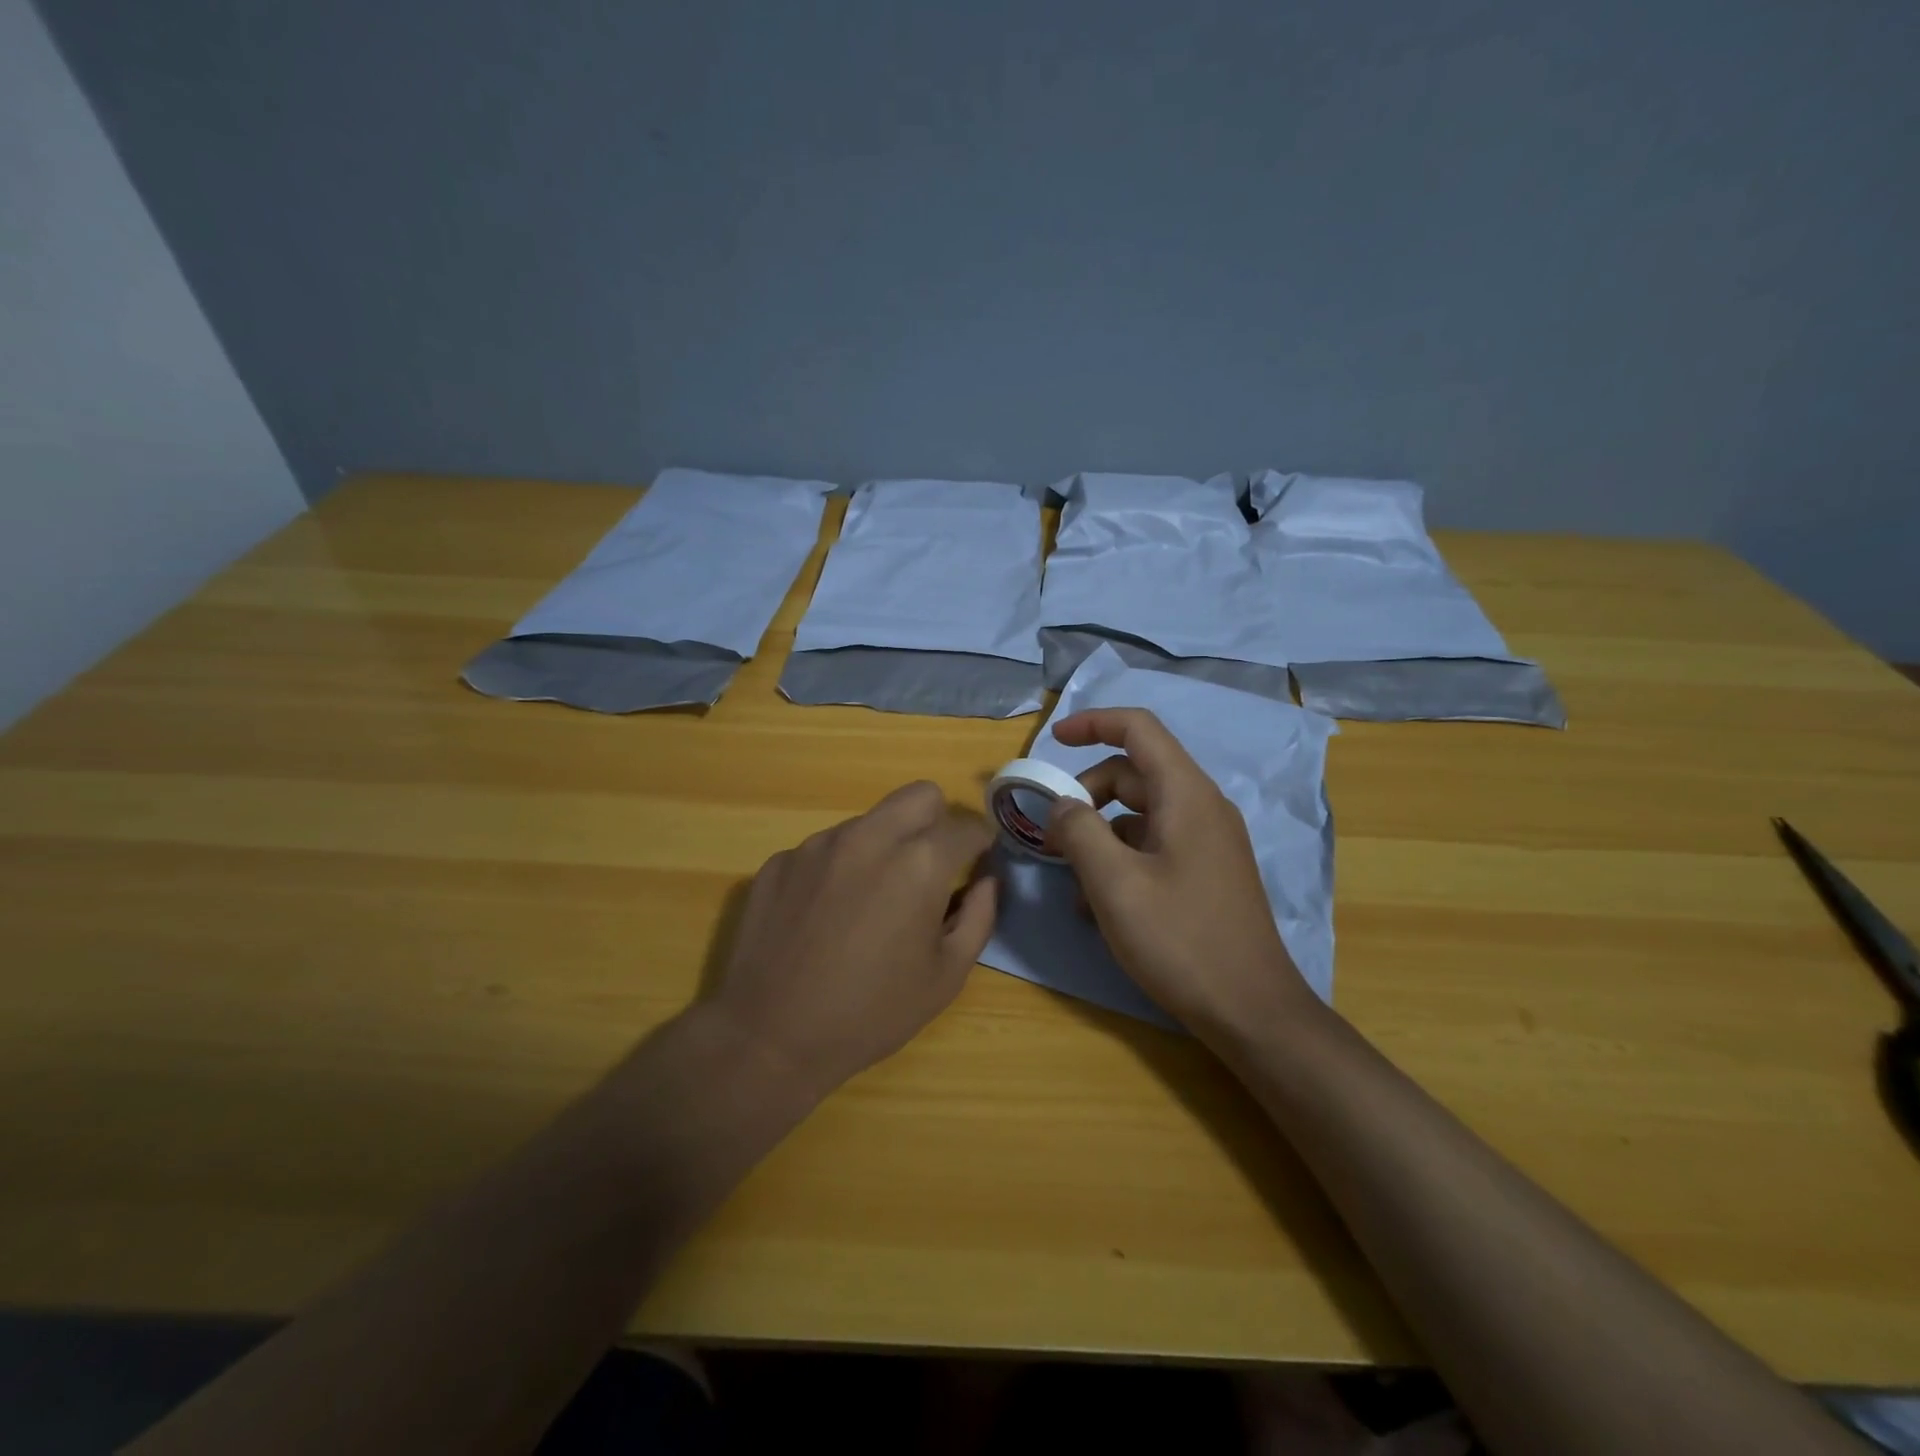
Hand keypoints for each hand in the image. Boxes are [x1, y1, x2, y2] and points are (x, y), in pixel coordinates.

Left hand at [710, 781, 996, 1094]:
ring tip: (871, 902)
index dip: (981, 845)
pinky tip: (825, 916)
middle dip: (937, 821)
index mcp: (919, 863)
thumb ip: (979, 916)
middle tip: (931, 868)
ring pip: (870, 821)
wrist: (769, 1037)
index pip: (966, 827)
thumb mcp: (946, 976)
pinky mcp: (780, 860)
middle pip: (919, 795)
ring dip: (885, 845)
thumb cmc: (871, 1013)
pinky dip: (840, 868)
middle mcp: (869, 837)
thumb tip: (986, 880)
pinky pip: (826, 848)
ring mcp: (818, 844)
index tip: (977, 865)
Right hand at [1044, 708, 1311, 1040]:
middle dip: (1087, 794)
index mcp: (1186, 795)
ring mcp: (1207, 842)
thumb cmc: (1181, 940)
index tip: (1053, 741)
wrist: (1251, 1011)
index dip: (1092, 723)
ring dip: (1099, 834)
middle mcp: (1201, 808)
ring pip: (1140, 814)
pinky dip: (1120, 859)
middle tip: (1052, 834)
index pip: (1138, 729)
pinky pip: (1154, 845)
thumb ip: (1079, 831)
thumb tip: (1062, 805)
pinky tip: (1098, 905)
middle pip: (1134, 774)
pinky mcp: (1206, 873)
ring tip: (1071, 881)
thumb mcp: (1114, 884)